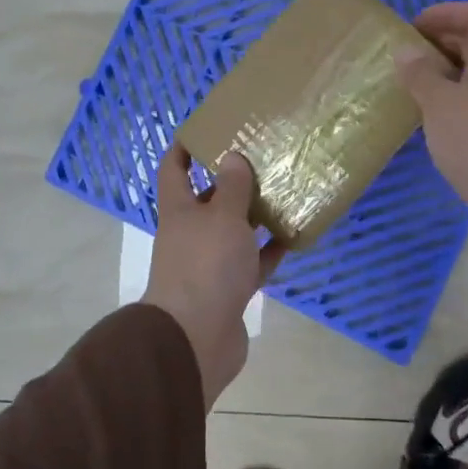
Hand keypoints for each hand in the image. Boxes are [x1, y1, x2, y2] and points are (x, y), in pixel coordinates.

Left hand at [146, 145, 285, 409]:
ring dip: (254, 215)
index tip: (205, 129)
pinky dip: (269, 251)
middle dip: (231, 181)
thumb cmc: (205, 266)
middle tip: (262, 159)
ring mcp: (209, 263)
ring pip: (233, 231)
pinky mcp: (229, 290)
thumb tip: (231, 157)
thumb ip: (232, 188)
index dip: (183, 147)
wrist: (196, 339)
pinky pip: (252, 263)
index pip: (173, 169)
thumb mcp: (222, 218)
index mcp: (179, 210)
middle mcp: (190, 233)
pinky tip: (294, 237)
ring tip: (284, 192)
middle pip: (208, 199)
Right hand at [396, 2, 467, 294]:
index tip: (414, 28)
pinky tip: (426, 120)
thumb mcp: (439, 102)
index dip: (448, 13)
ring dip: (443, 75)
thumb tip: (405, 51)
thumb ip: (420, 73)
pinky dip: (450, 103)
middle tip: (404, 57)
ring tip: (409, 87)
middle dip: (440, 43)